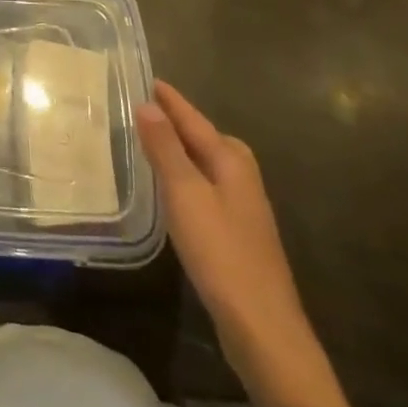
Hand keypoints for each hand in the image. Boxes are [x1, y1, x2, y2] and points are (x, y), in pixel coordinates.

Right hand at [137, 80, 322, 394]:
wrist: (263, 329)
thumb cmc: (221, 253)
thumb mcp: (185, 194)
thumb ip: (166, 148)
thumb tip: (147, 104)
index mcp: (232, 160)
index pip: (194, 119)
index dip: (170, 100)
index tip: (147, 77)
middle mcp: (242, 177)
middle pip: (206, 137)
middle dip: (178, 120)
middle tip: (143, 106)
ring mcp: (242, 207)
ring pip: (207, 163)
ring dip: (180, 149)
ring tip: (149, 139)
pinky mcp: (236, 233)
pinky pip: (205, 186)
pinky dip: (185, 176)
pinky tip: (170, 189)